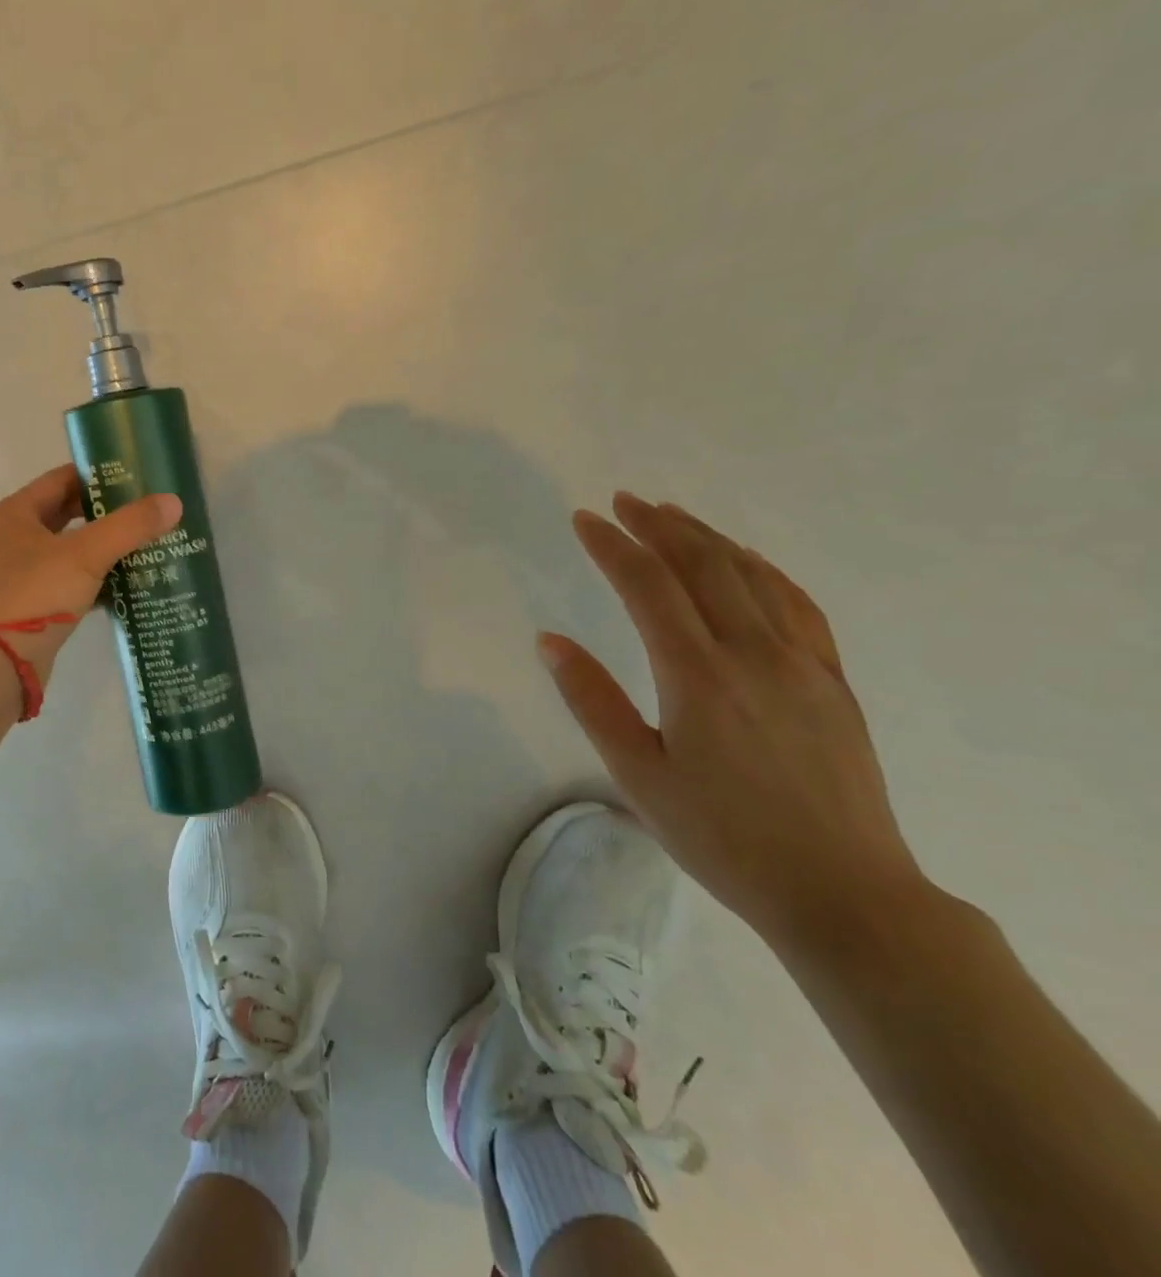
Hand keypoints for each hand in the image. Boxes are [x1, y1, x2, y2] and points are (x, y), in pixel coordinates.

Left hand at [0, 464, 180, 685]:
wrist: (1, 663)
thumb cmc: (37, 594)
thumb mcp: (87, 554)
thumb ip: (130, 526)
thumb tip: (173, 502)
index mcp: (13, 514)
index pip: (60, 480)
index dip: (97, 477)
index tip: (135, 479)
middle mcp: (10, 538)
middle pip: (64, 514)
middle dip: (104, 514)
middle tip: (144, 512)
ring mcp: (18, 574)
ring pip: (68, 550)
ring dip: (101, 547)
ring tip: (142, 544)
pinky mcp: (31, 604)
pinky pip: (68, 581)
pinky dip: (94, 579)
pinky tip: (126, 583)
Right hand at [541, 492, 927, 945]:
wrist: (844, 892)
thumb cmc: (722, 837)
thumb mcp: (637, 775)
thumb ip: (591, 700)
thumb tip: (550, 641)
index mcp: (697, 675)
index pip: (647, 586)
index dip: (612, 546)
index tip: (583, 519)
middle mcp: (753, 653)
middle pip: (703, 565)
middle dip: (658, 526)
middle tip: (623, 502)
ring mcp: (803, 663)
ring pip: (752, 575)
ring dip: (708, 537)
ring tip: (672, 516)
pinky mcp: (833, 681)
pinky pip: (798, 604)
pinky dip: (763, 569)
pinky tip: (747, 562)